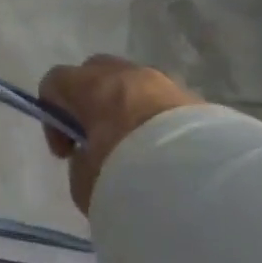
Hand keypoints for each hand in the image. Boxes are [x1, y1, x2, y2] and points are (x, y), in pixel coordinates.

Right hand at [39, 56, 203, 213]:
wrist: (209, 189)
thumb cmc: (132, 177)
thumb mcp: (87, 182)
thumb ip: (80, 163)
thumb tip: (91, 157)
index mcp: (92, 86)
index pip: (55, 81)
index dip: (52, 113)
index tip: (67, 151)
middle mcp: (126, 75)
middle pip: (95, 73)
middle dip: (91, 101)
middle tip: (98, 142)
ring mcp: (165, 84)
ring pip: (134, 88)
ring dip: (129, 111)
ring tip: (139, 153)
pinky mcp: (199, 102)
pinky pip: (165, 106)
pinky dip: (159, 123)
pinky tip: (168, 158)